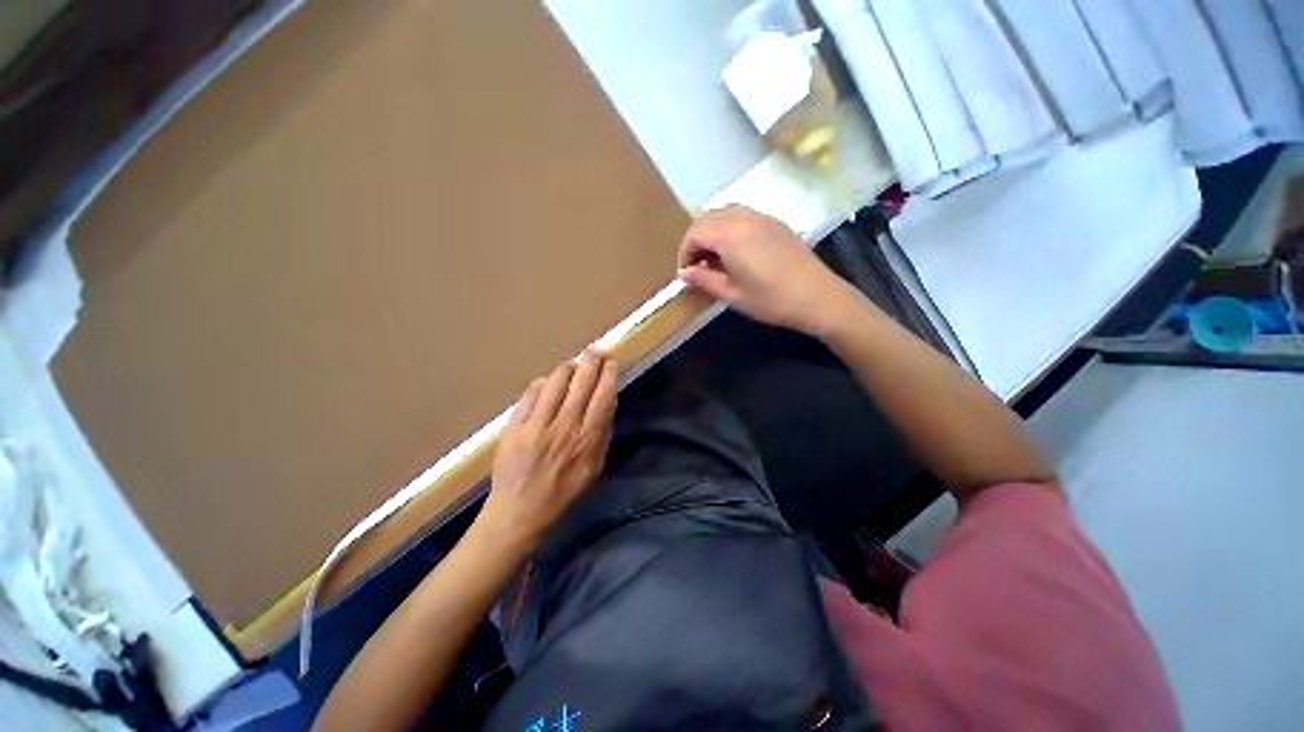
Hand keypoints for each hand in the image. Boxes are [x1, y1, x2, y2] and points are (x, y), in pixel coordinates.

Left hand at [475, 349, 617, 553]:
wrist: (520, 510)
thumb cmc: (564, 491)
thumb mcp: (595, 467)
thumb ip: (603, 433)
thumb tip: (608, 402)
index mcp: (588, 439)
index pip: (603, 396)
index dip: (608, 374)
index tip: (611, 362)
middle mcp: (565, 426)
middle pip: (581, 382)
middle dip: (591, 361)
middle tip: (595, 350)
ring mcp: (537, 424)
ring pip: (556, 382)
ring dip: (567, 367)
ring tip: (572, 364)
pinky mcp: (515, 426)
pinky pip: (531, 394)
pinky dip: (542, 383)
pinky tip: (548, 382)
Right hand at [677, 206, 862, 337]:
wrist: (817, 297)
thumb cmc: (770, 300)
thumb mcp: (731, 294)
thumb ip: (703, 280)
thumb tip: (684, 274)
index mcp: (730, 235)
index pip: (694, 232)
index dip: (685, 252)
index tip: (686, 273)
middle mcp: (744, 218)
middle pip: (707, 218)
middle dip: (696, 240)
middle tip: (698, 267)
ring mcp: (762, 217)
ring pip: (725, 213)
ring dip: (713, 233)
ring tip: (715, 260)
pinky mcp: (775, 223)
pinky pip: (743, 216)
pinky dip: (730, 229)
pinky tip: (736, 253)